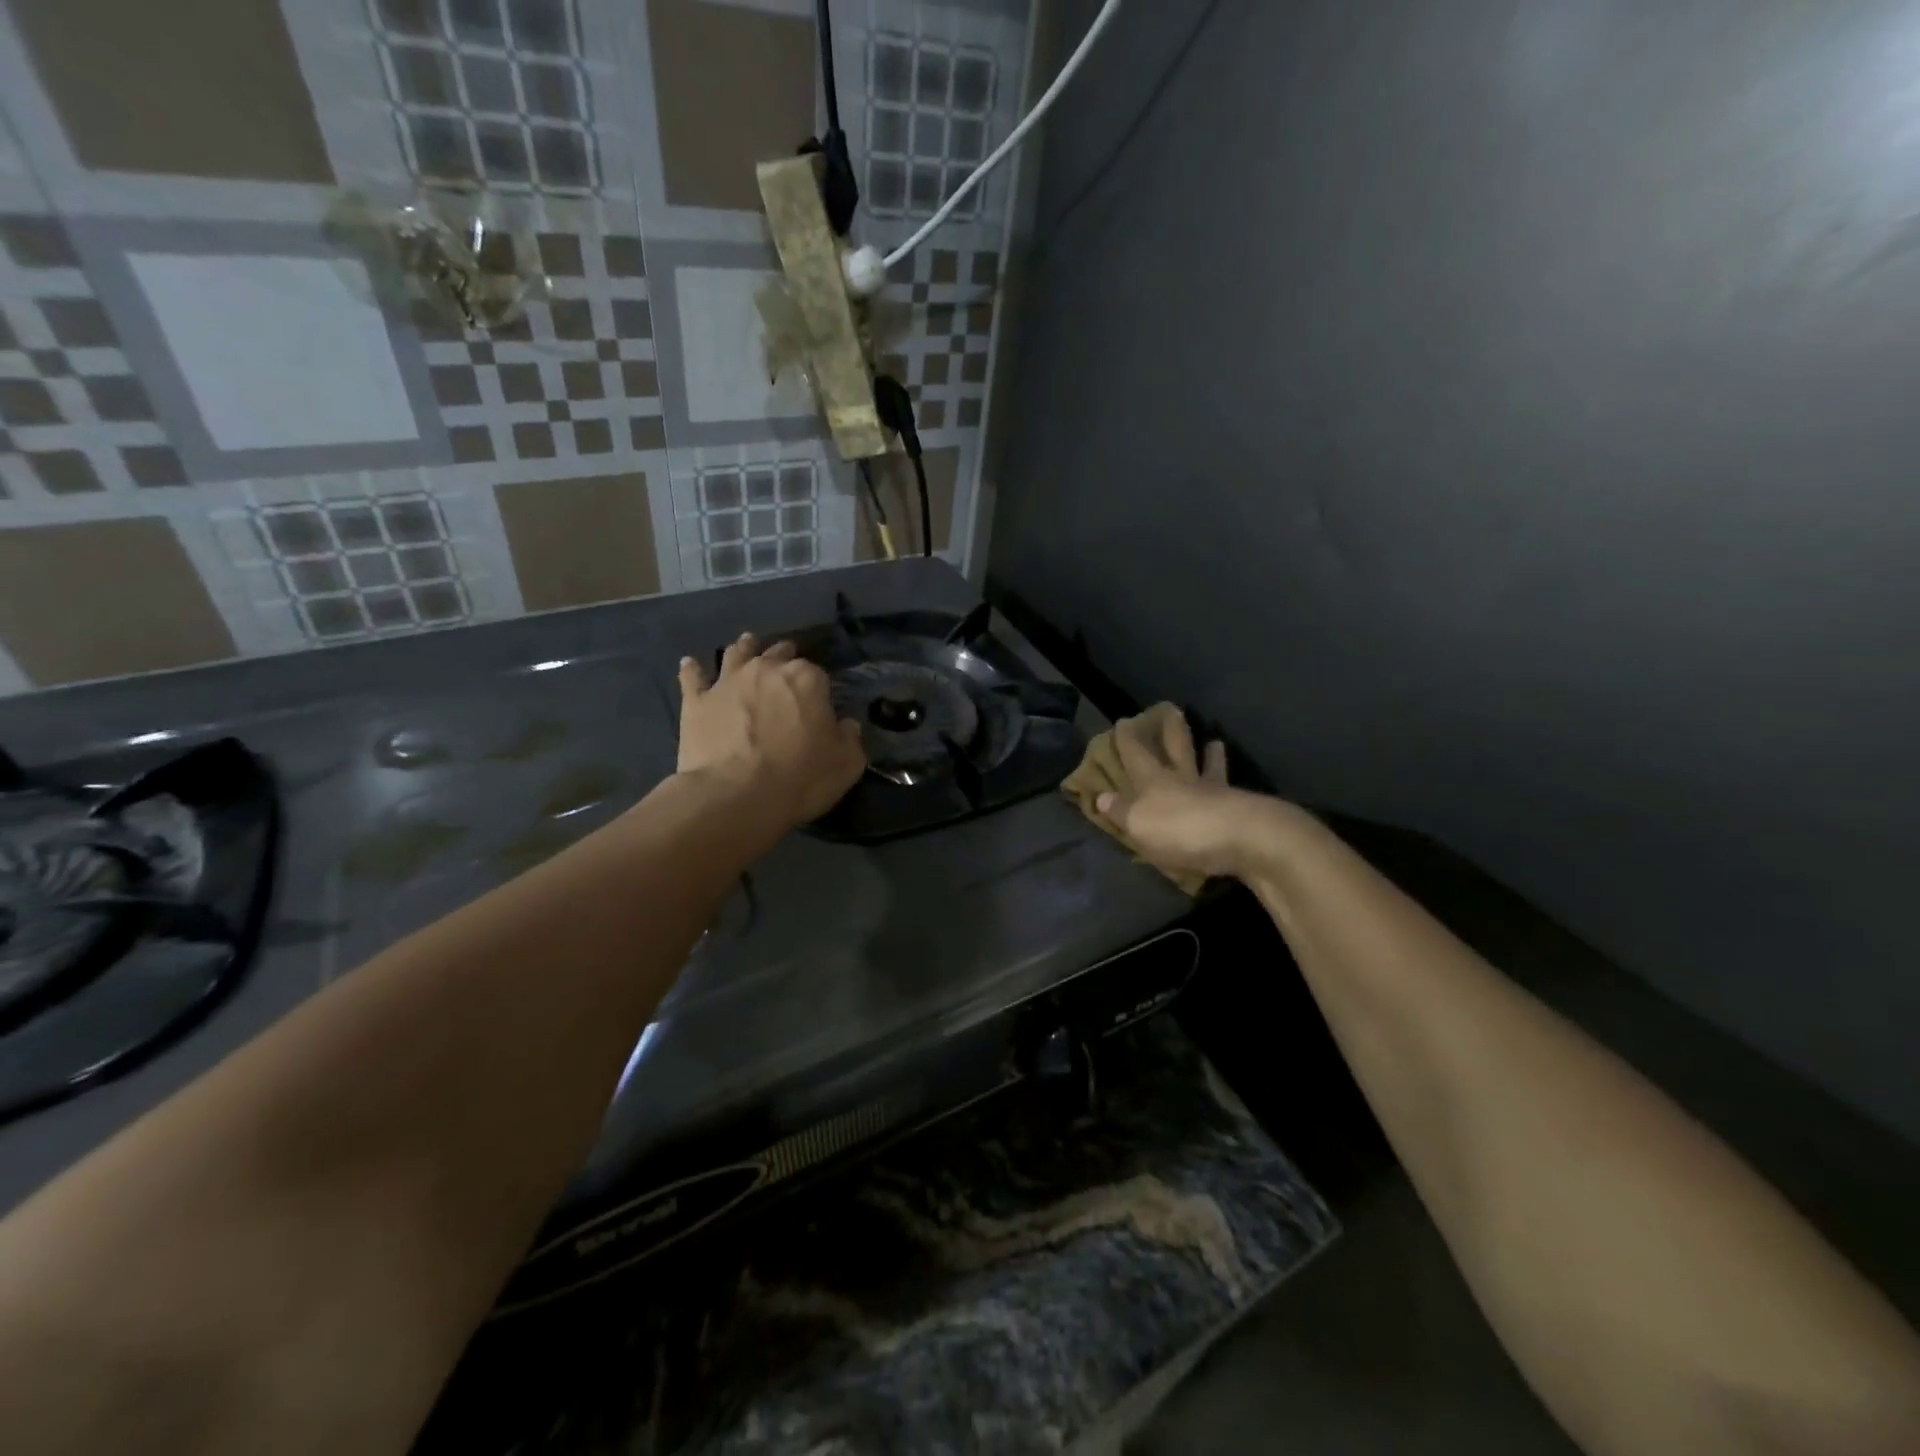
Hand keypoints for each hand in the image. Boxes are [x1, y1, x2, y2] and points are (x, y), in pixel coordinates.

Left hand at [677, 634, 866, 828]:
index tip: (819, 703)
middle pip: (778, 654)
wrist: (736, 796)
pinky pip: (693, 677)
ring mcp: (728, 682)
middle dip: (784, 657)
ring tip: (746, 644)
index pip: (818, 674)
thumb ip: (850, 738)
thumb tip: (846, 725)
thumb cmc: (800, 778)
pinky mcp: (696, 701)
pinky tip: (690, 664)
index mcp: (807, 679)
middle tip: (786, 665)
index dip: (820, 688)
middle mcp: (767, 669)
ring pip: (737, 654)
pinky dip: (693, 669)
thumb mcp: (847, 763)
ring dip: (744, 648)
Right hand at [1095, 708, 1278, 881]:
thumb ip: (1121, 811)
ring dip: (1210, 756)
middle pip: (1177, 750)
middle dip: (1171, 732)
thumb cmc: (1181, 830)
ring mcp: (1216, 793)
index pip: (1136, 754)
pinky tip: (1235, 789)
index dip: (1128, 738)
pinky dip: (1229, 788)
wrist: (1243, 840)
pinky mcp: (1241, 811)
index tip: (1125, 720)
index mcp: (1155, 780)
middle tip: (1173, 710)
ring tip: (1214, 742)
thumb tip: (1102, 796)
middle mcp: (1185, 780)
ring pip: (1210, 768)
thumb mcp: (1138, 824)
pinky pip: (1231, 794)